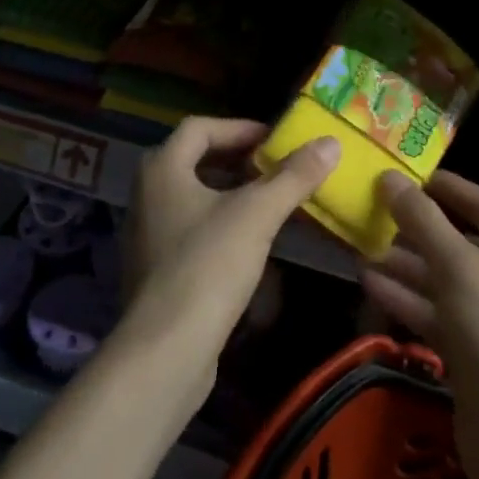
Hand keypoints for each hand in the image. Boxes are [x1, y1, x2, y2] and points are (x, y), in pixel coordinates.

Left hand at [119, 117, 338, 359]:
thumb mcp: (257, 215)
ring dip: (231, 193)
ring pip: (193, 197)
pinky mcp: (155, 268)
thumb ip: (293, 176)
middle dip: (238, 160)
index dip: (240, 128)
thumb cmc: (208, 266)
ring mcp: (147, 233)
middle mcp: (147, 194)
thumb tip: (331, 142)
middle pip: (195, 160)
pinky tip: (249, 243)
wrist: (166, 349)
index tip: (276, 141)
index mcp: (162, 168)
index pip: (200, 128)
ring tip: (270, 203)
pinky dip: (220, 224)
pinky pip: (191, 229)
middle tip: (277, 168)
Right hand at [361, 170, 478, 478]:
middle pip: (460, 246)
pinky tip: (370, 284)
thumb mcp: (459, 266)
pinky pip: (434, 316)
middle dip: (417, 231)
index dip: (449, 188)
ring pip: (442, 283)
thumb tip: (391, 179)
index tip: (410, 176)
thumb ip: (423, 221)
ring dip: (405, 266)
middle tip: (374, 214)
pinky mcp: (470, 358)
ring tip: (362, 248)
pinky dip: (406, 300)